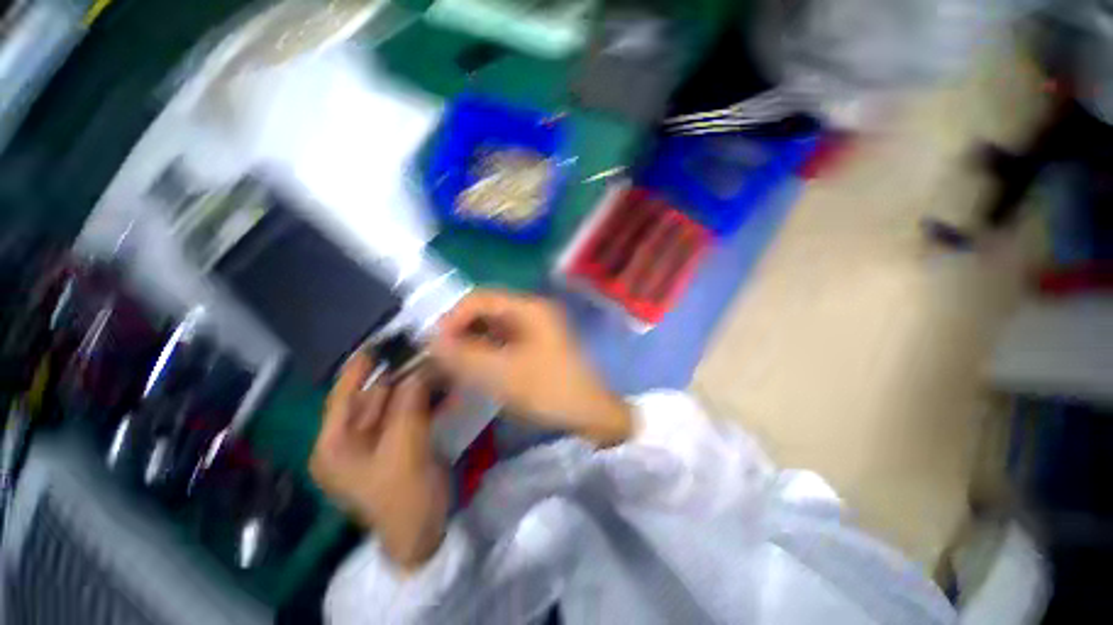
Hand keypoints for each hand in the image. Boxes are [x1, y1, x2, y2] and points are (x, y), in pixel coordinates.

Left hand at [310, 354, 447, 570]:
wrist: (423, 532)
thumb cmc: (404, 495)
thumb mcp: (405, 446)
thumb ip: (409, 402)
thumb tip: (420, 365)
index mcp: (334, 445)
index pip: (342, 396)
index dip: (359, 368)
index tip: (379, 342)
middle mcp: (349, 441)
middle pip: (372, 397)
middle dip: (398, 375)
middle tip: (422, 352)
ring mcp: (375, 442)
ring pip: (393, 403)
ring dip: (414, 385)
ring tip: (434, 364)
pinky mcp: (396, 444)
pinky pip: (407, 413)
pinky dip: (423, 400)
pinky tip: (440, 388)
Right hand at [431, 290, 631, 447]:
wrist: (589, 412)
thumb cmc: (550, 389)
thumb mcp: (502, 374)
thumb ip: (464, 355)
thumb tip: (431, 340)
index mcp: (529, 308)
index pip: (480, 298)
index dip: (452, 317)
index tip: (434, 343)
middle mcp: (532, 311)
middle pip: (486, 310)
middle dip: (460, 329)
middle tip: (439, 354)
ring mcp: (535, 328)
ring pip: (493, 326)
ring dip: (471, 341)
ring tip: (452, 362)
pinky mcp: (535, 345)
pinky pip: (503, 340)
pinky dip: (485, 350)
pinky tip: (474, 367)